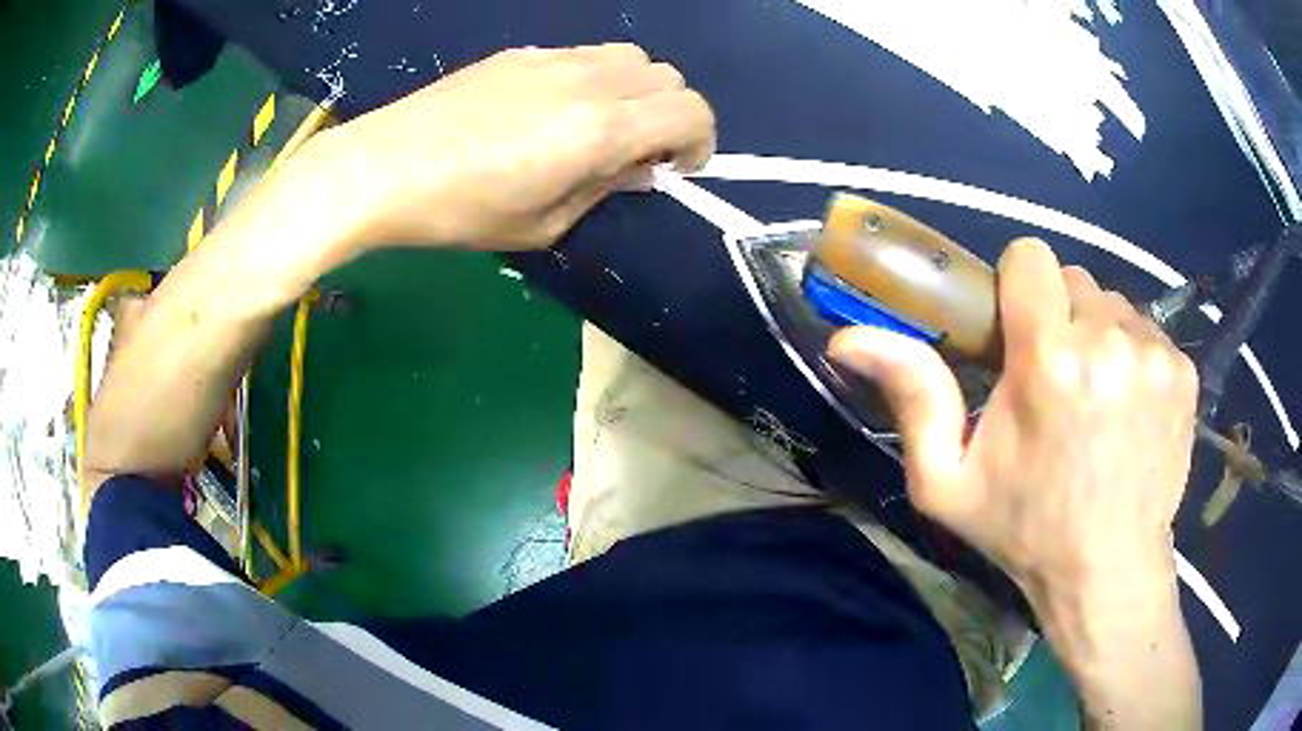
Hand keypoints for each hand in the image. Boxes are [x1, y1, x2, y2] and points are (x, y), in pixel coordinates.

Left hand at [319, 43, 714, 249]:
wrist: (384, 166)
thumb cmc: (462, 209)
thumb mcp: (543, 224)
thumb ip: (603, 189)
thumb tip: (636, 168)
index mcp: (602, 127)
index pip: (692, 112)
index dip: (699, 142)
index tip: (671, 170)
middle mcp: (590, 80)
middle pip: (668, 76)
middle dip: (669, 115)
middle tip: (633, 152)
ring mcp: (554, 58)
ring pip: (630, 57)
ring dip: (634, 91)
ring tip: (595, 126)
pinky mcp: (522, 52)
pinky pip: (583, 56)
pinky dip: (593, 80)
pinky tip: (549, 111)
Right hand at [827, 239, 1197, 600]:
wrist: (1108, 571)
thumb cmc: (1025, 529)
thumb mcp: (947, 480)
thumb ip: (911, 397)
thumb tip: (849, 338)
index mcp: (1048, 360)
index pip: (1031, 257)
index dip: (1019, 287)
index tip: (1018, 332)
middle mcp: (1108, 340)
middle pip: (1075, 280)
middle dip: (1059, 316)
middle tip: (1056, 379)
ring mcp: (1154, 354)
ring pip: (1114, 305)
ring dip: (1099, 337)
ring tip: (1096, 399)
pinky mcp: (1183, 371)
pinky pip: (1148, 332)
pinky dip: (1134, 358)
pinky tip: (1129, 409)